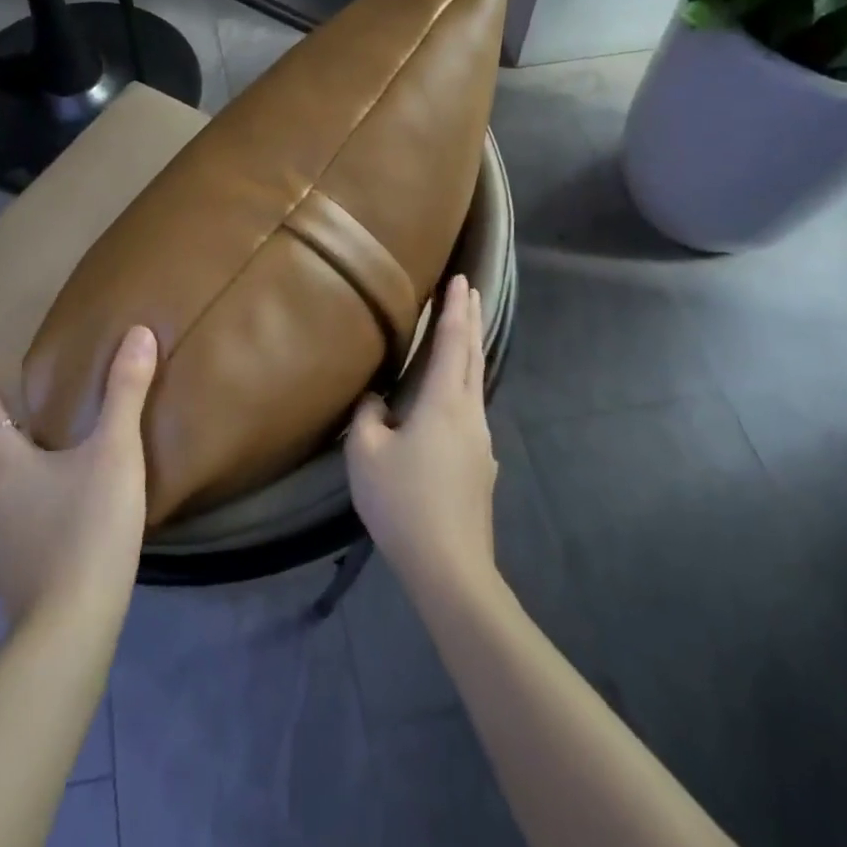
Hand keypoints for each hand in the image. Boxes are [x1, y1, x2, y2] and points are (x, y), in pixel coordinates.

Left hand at [0, 326, 155, 629]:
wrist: (69, 629)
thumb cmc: (86, 529)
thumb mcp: (114, 453)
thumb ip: (125, 393)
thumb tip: (139, 332)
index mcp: (5, 461)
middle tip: (3, 387)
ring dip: (3, 450)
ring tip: (26, 434)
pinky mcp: (15, 563)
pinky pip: (9, 507)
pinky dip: (20, 485)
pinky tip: (47, 494)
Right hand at [345, 275, 497, 600]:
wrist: (450, 566)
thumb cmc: (402, 501)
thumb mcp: (365, 452)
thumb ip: (368, 415)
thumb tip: (377, 400)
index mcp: (444, 403)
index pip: (452, 343)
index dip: (455, 309)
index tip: (462, 279)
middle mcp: (470, 415)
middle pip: (473, 357)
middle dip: (471, 320)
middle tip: (470, 291)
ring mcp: (481, 443)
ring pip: (475, 385)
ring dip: (469, 353)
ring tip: (460, 336)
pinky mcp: (480, 467)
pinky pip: (470, 412)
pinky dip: (462, 386)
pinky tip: (448, 402)